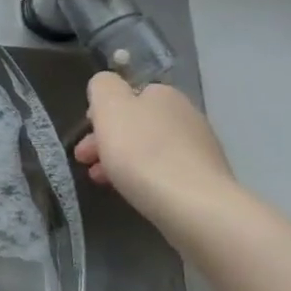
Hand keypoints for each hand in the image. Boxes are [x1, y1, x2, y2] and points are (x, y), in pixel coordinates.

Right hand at [73, 73, 235, 231]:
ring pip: (148, 149)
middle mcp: (186, 115)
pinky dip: (144, 177)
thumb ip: (103, 86)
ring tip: (101, 181)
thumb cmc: (142, 152)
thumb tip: (107, 85)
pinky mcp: (205, 179)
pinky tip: (133, 191)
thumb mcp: (109, 107)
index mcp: (164, 94)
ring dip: (122, 160)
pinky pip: (165, 171)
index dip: (101, 113)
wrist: (193, 205)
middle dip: (107, 140)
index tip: (86, 134)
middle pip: (136, 124)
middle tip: (85, 161)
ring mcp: (200, 148)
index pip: (127, 94)